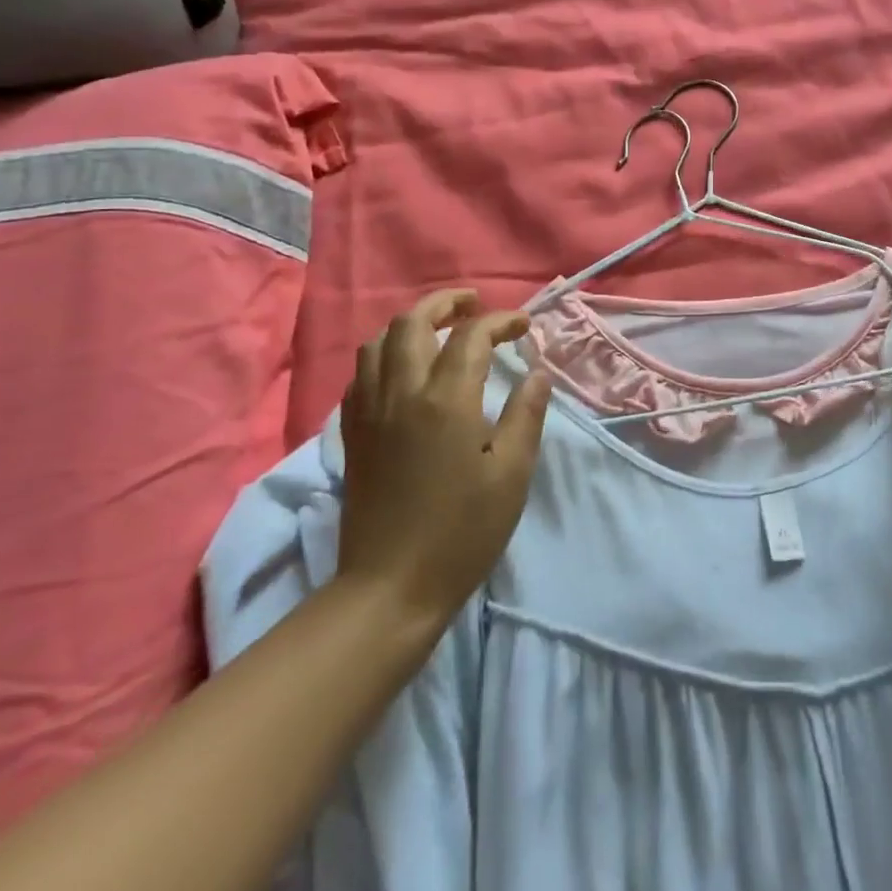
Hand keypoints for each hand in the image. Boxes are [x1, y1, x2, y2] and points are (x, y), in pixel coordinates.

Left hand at [337, 289, 552, 626]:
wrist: (391, 587)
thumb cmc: (462, 532)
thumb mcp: (511, 474)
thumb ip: (526, 415)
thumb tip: (537, 373)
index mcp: (446, 400)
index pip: (471, 336)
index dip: (500, 321)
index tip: (524, 327)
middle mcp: (402, 393)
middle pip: (412, 322)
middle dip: (445, 303)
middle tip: (474, 305)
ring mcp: (370, 411)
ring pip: (379, 342)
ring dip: (411, 324)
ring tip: (439, 330)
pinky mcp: (353, 433)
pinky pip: (362, 374)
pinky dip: (385, 355)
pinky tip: (405, 370)